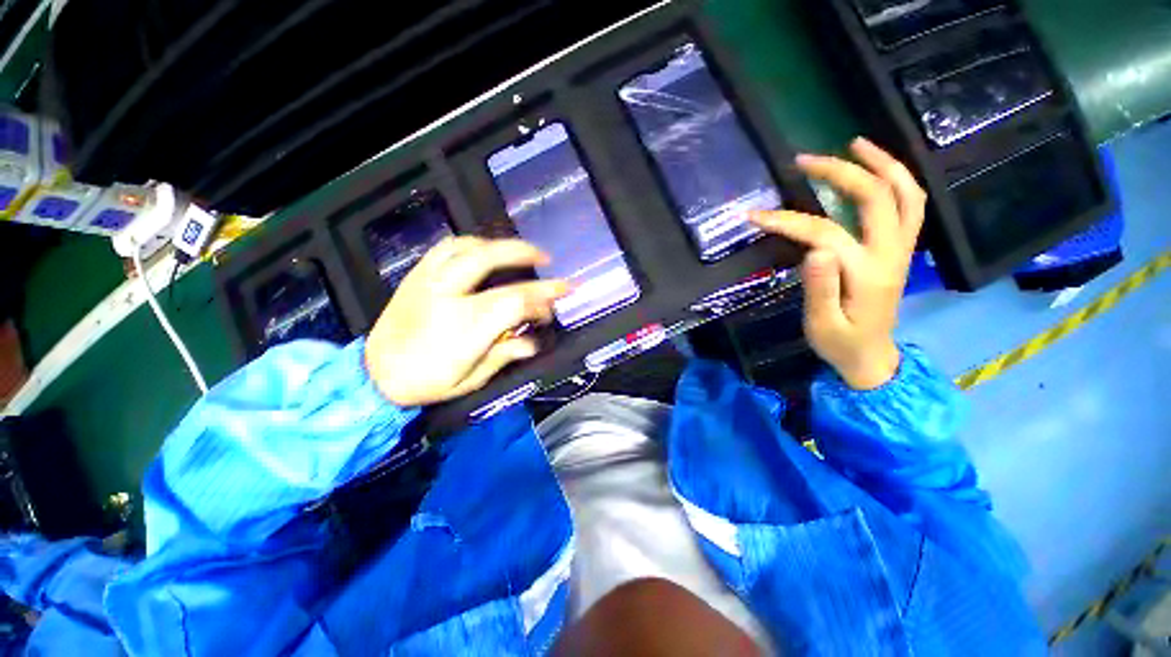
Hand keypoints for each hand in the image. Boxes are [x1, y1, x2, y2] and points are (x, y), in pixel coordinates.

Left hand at [364, 236, 568, 406]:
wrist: (374, 375)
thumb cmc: (426, 382)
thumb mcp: (471, 380)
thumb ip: (503, 355)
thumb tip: (532, 342)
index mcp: (465, 327)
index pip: (514, 301)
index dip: (542, 297)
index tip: (559, 296)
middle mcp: (447, 296)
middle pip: (490, 260)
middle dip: (524, 254)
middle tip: (545, 259)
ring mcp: (429, 282)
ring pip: (467, 248)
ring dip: (498, 245)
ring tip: (517, 251)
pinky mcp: (417, 277)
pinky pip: (445, 248)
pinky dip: (470, 244)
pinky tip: (483, 250)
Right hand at [751, 138, 925, 389]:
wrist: (872, 356)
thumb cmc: (840, 343)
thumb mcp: (820, 325)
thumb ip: (819, 288)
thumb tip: (814, 249)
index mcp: (866, 274)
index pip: (825, 233)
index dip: (787, 221)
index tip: (754, 215)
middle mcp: (891, 253)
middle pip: (875, 197)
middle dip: (839, 172)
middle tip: (804, 160)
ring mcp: (902, 248)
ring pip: (906, 193)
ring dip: (882, 162)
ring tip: (854, 143)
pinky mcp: (902, 248)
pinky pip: (911, 204)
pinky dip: (898, 178)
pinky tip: (877, 168)